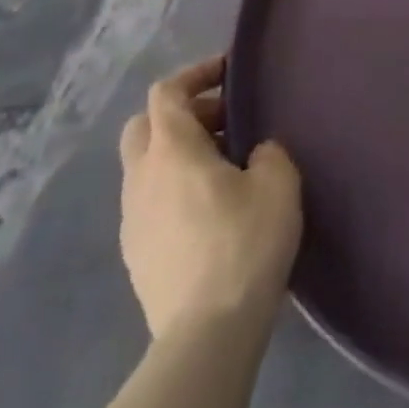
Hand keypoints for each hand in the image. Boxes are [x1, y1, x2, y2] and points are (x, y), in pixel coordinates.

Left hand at [117, 56, 302, 335]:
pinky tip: (207, 209)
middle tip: (223, 122)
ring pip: (144, 165)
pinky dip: (172, 188)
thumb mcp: (277, 182)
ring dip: (176, 153)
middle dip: (181, 113)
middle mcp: (141, 177)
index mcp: (171, 149)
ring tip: (221, 167)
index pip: (166, 92)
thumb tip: (255, 152)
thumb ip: (268, 151)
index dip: (195, 73)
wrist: (206, 335)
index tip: (228, 72)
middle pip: (144, 125)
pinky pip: (148, 201)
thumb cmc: (243, 243)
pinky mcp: (135, 255)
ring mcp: (131, 219)